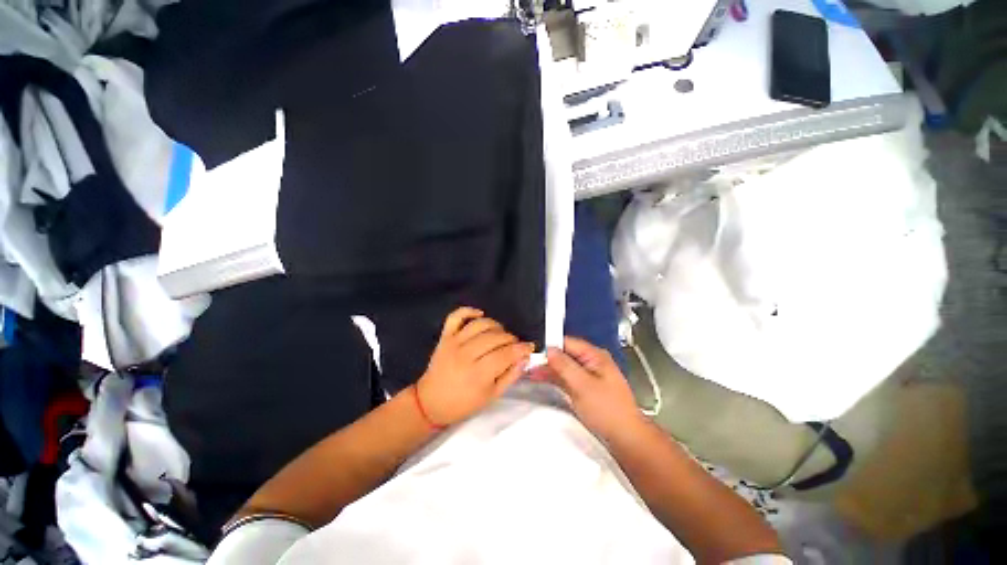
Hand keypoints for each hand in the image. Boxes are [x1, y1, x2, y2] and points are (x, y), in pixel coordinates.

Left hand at [415, 307, 533, 426]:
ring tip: (500, 334)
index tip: (529, 347)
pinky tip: (481, 315)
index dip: (521, 349)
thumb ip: (510, 376)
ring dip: (496, 326)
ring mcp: (454, 342)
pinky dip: (469, 311)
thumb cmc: (463, 403)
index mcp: (478, 374)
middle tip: (514, 345)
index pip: (505, 354)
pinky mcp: (445, 336)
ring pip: (480, 325)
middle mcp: (465, 354)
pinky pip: (456, 316)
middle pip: (495, 337)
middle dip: (511, 339)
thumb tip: (525, 358)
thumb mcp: (491, 396)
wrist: (431, 402)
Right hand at [532, 336, 642, 440]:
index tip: (532, 351)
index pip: (567, 342)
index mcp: (594, 356)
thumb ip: (565, 366)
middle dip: (546, 358)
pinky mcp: (584, 387)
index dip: (549, 345)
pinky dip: (554, 377)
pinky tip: (540, 378)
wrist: (626, 438)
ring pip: (563, 366)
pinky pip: (565, 377)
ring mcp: (587, 375)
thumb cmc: (607, 410)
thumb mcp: (583, 386)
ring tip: (528, 370)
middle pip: (564, 354)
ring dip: (548, 368)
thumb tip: (549, 349)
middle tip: (526, 363)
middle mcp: (590, 362)